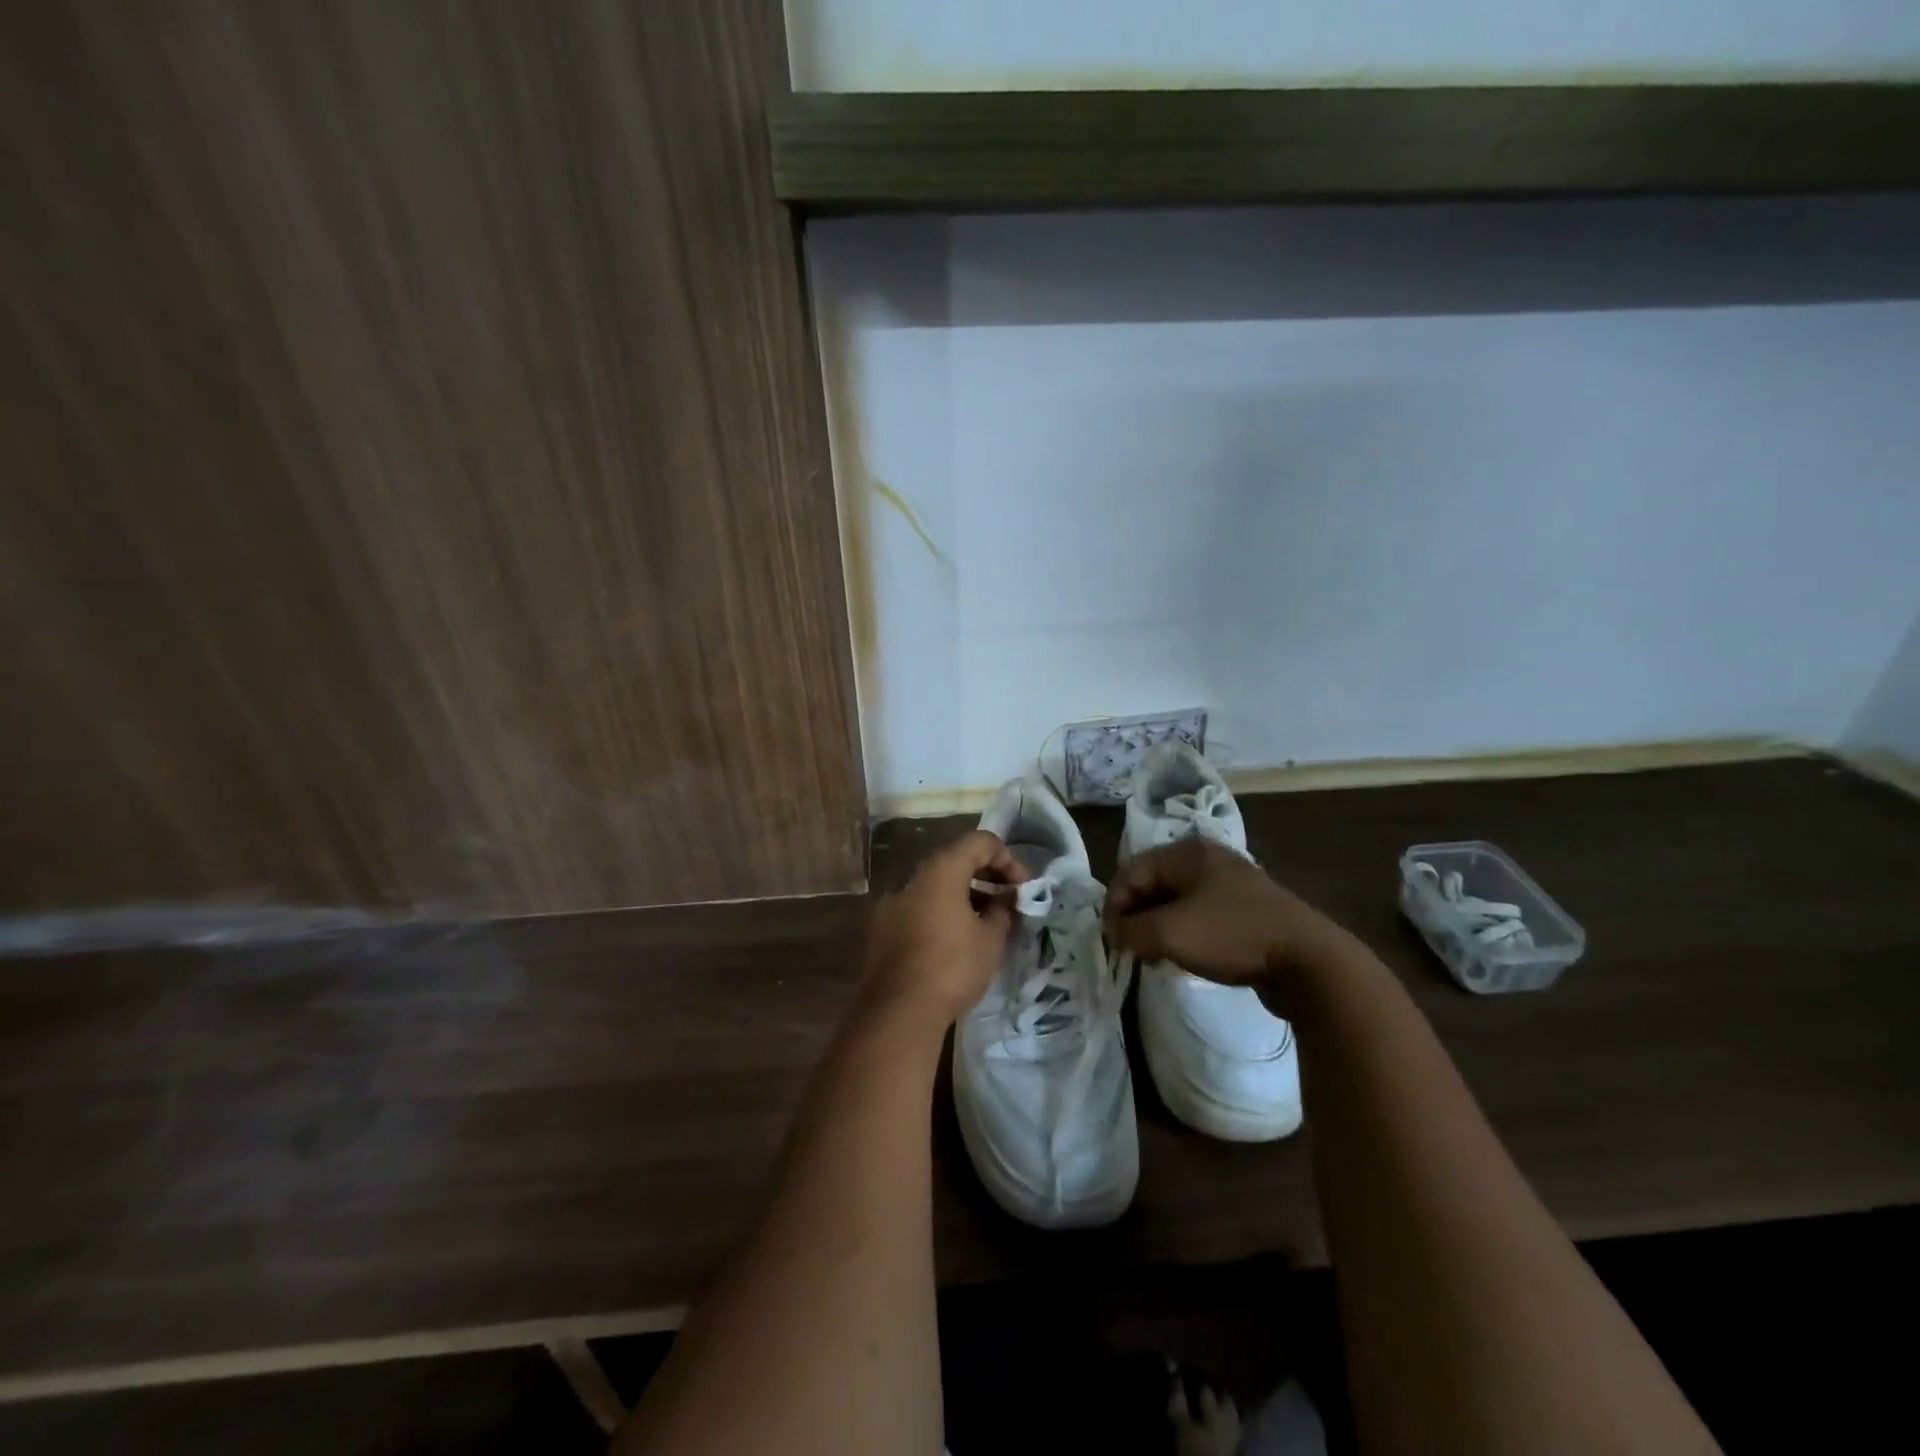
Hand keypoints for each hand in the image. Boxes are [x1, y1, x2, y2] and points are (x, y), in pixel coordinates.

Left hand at [862, 829, 1025, 1029]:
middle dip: (986, 875)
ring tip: (986, 923)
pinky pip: (920, 907)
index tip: (1021, 887)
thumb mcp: (990, 939)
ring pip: (936, 886)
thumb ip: (1003, 909)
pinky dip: (942, 912)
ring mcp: (893, 903)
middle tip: (1008, 901)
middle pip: (955, 860)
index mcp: (941, 870)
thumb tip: (1007, 898)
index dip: (1007, 858)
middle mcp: (913, 878)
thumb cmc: (952, 967)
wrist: (898, 1012)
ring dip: (964, 895)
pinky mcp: (883, 929)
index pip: (980, 841)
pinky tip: (956, 940)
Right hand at [1104, 838, 1346, 995]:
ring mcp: (1231, 887)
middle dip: (1136, 917)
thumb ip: (1131, 931)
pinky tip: (1184, 959)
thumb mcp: (1170, 933)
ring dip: (1158, 929)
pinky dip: (1184, 936)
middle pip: (1153, 885)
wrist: (1309, 963)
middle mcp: (1208, 862)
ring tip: (1154, 958)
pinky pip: (1200, 919)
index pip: (1131, 871)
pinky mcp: (1246, 914)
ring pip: (1176, 904)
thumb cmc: (1232, 936)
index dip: (1115, 904)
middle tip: (1130, 950)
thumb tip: (1115, 934)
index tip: (1111, 940)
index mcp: (1188, 853)